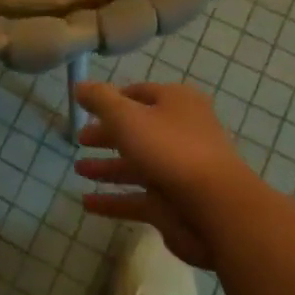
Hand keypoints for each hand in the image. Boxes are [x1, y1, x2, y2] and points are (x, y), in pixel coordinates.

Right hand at [73, 82, 261, 269]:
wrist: (216, 209)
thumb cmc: (170, 149)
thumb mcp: (126, 116)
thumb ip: (100, 100)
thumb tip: (79, 85)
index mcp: (177, 103)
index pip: (140, 93)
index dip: (112, 99)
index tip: (86, 108)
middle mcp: (181, 132)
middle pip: (138, 130)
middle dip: (107, 135)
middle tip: (80, 139)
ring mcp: (179, 171)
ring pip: (137, 165)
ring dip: (108, 167)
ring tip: (79, 169)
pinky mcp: (174, 205)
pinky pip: (137, 199)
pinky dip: (113, 200)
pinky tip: (87, 202)